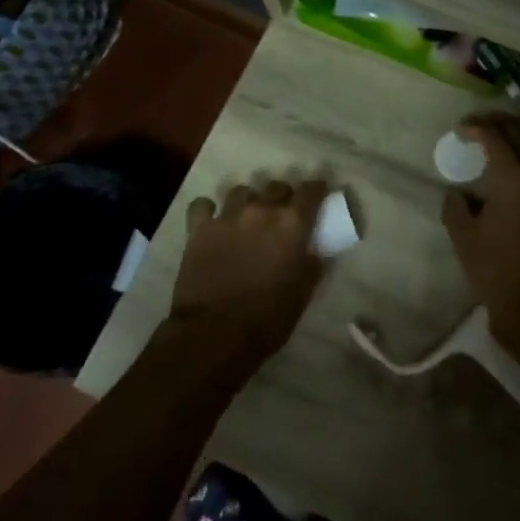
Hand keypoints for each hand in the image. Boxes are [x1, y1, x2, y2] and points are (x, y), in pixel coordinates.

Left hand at [158, 177, 331, 381]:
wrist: (214, 333)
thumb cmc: (267, 318)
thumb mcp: (303, 293)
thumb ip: (314, 264)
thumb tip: (319, 250)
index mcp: (292, 224)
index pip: (311, 191)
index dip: (317, 188)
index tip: (320, 192)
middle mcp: (261, 210)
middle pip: (277, 186)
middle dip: (284, 195)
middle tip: (284, 212)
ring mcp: (227, 216)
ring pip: (242, 191)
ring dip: (250, 200)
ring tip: (249, 215)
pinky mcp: (199, 228)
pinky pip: (203, 205)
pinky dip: (209, 209)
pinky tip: (212, 220)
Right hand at [440, 116, 519, 360]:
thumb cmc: (499, 273)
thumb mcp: (464, 239)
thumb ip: (457, 208)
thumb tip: (459, 194)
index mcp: (515, 178)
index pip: (496, 137)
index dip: (476, 128)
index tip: (461, 129)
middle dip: (503, 123)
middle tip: (483, 126)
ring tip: (510, 140)